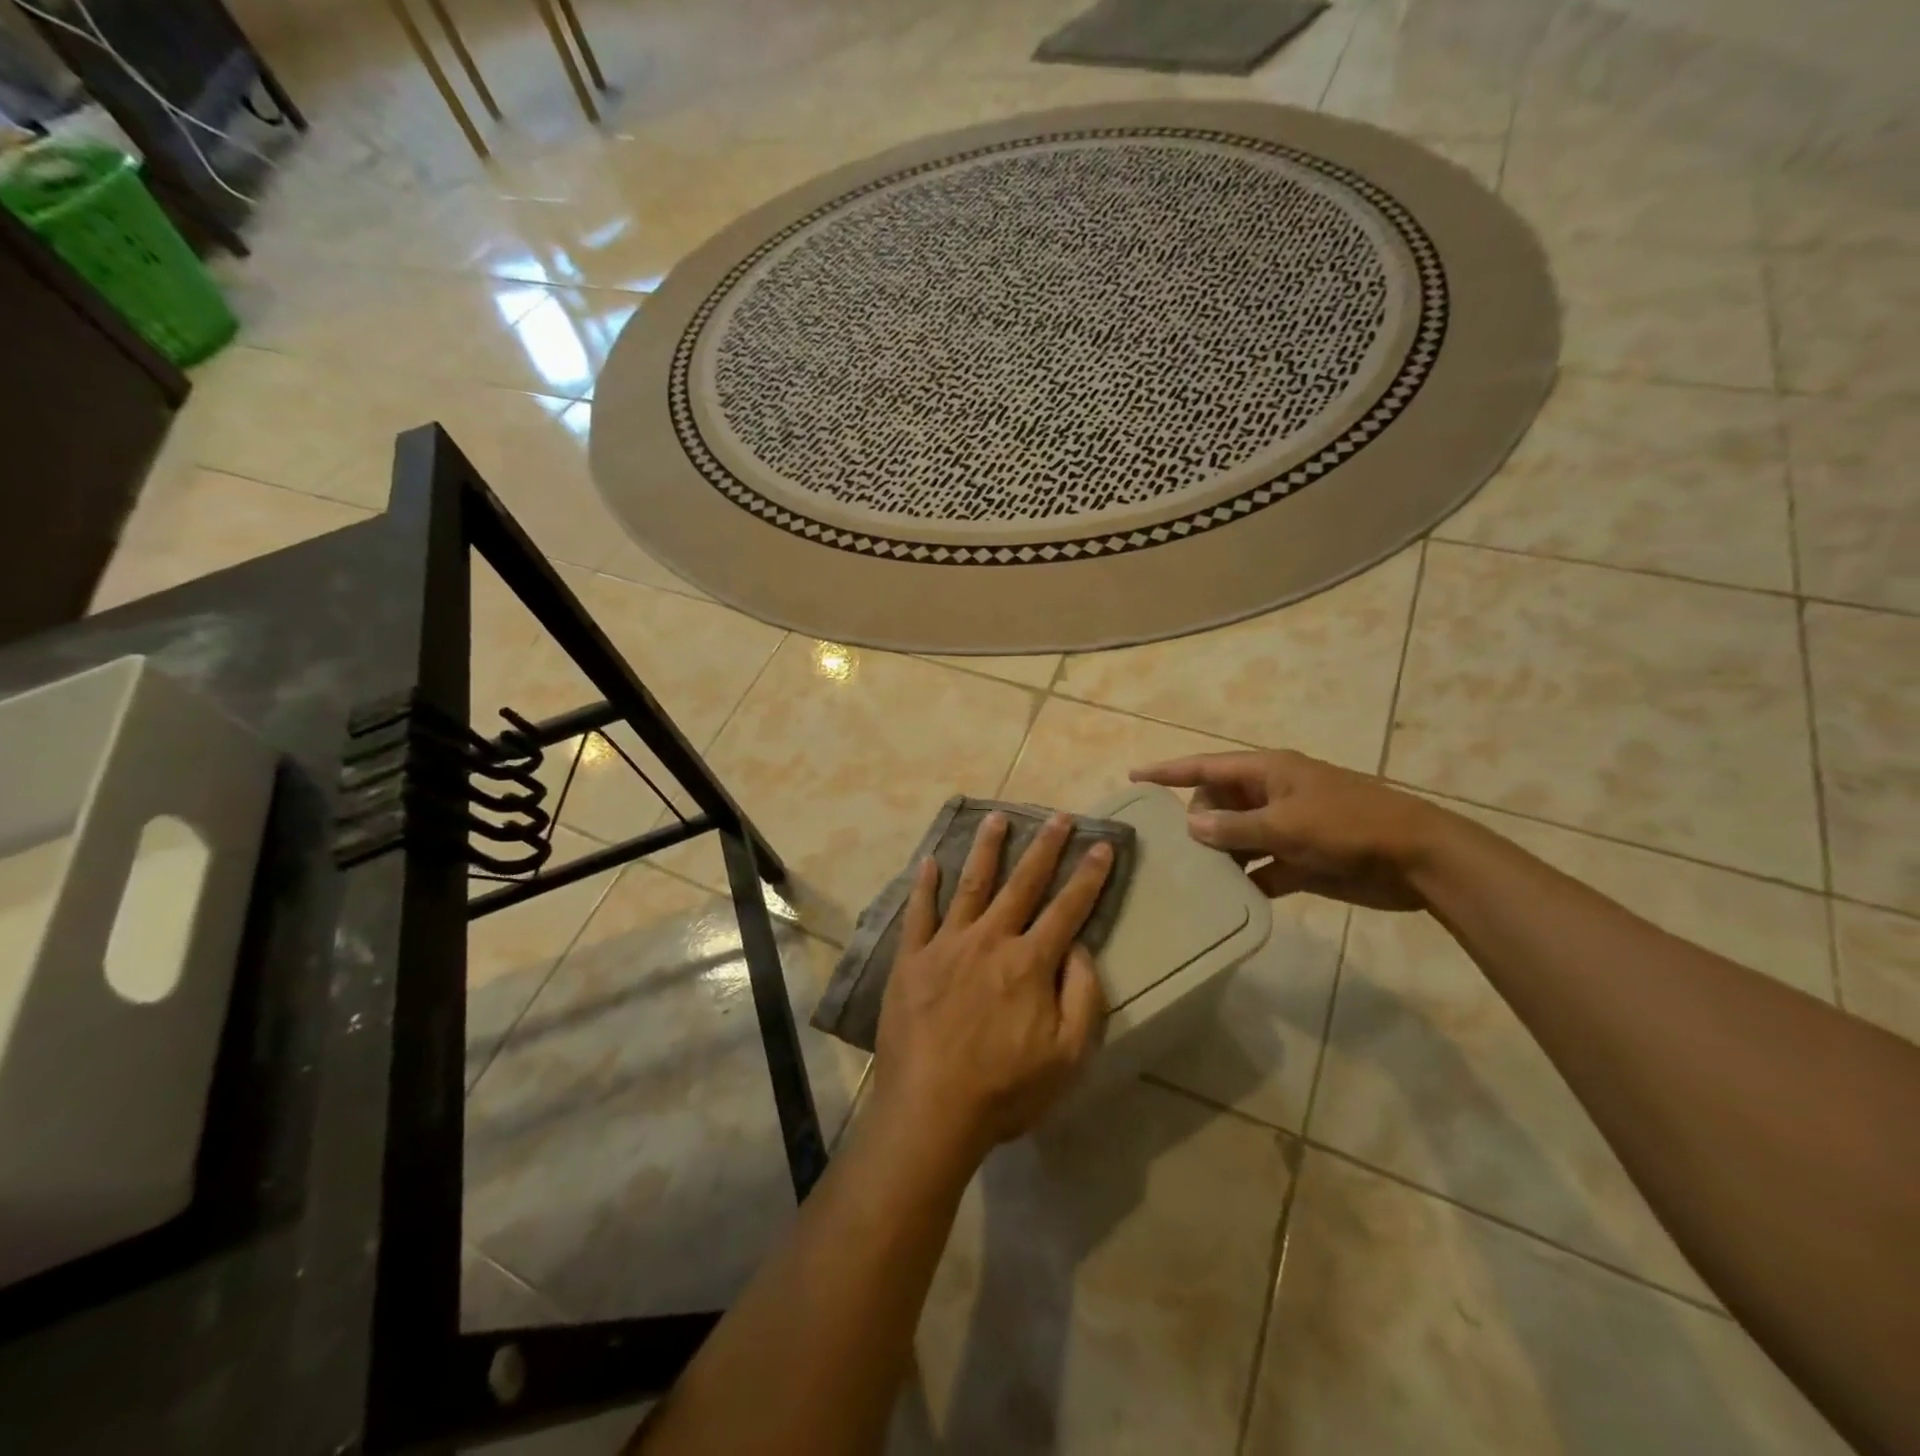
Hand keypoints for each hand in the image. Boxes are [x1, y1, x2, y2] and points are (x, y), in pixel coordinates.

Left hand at [872, 812, 1111, 1161]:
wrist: (930, 1111)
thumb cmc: (1006, 1090)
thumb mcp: (1069, 1056)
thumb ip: (1082, 995)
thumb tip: (1077, 946)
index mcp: (1030, 962)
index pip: (1068, 908)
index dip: (1089, 876)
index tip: (1102, 845)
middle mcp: (990, 940)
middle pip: (1022, 884)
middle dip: (1045, 848)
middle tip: (1059, 817)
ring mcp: (946, 945)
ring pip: (971, 885)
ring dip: (987, 849)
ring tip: (997, 817)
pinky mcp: (911, 959)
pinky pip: (919, 913)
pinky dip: (924, 886)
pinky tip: (929, 862)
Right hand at [1130, 750, 1443, 911]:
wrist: (1418, 859)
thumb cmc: (1349, 827)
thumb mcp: (1287, 824)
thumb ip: (1236, 827)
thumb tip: (1191, 826)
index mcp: (1268, 772)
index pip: (1207, 766)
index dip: (1169, 771)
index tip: (1134, 776)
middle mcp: (1272, 795)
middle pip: (1219, 803)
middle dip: (1197, 822)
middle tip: (1179, 850)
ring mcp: (1287, 828)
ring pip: (1237, 838)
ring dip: (1220, 856)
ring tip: (1190, 877)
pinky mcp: (1301, 860)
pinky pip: (1261, 868)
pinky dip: (1246, 881)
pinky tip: (1227, 899)